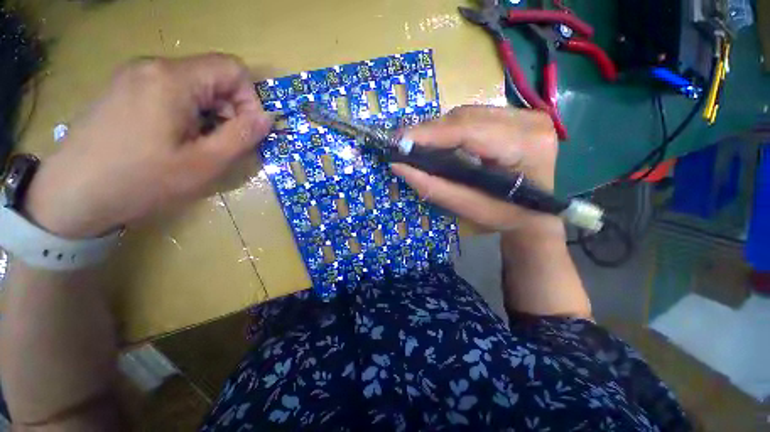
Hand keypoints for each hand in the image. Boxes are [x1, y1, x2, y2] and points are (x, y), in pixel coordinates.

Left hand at [24, 53, 272, 237]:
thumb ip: (241, 136)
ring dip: (209, 114)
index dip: (250, 99)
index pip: (233, 69)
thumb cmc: (140, 180)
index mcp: (173, 78)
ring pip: (193, 85)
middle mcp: (153, 66)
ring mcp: (134, 75)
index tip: (245, 131)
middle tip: (222, 144)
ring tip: (197, 145)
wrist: (71, 195)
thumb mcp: (204, 163)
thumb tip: (267, 118)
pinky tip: (174, 139)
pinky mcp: (123, 88)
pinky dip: (187, 112)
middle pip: (213, 76)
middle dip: (229, 109)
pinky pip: (170, 91)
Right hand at [391, 106, 560, 232]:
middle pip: (467, 117)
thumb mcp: (467, 207)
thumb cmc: (504, 216)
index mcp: (526, 147)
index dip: (431, 134)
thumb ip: (433, 187)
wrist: (535, 214)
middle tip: (405, 142)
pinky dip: (452, 127)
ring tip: (419, 141)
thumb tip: (399, 167)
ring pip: (469, 113)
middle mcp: (531, 122)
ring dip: (439, 128)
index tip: (400, 139)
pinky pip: (475, 115)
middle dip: (431, 130)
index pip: (469, 131)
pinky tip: (440, 139)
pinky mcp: (519, 115)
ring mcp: (527, 114)